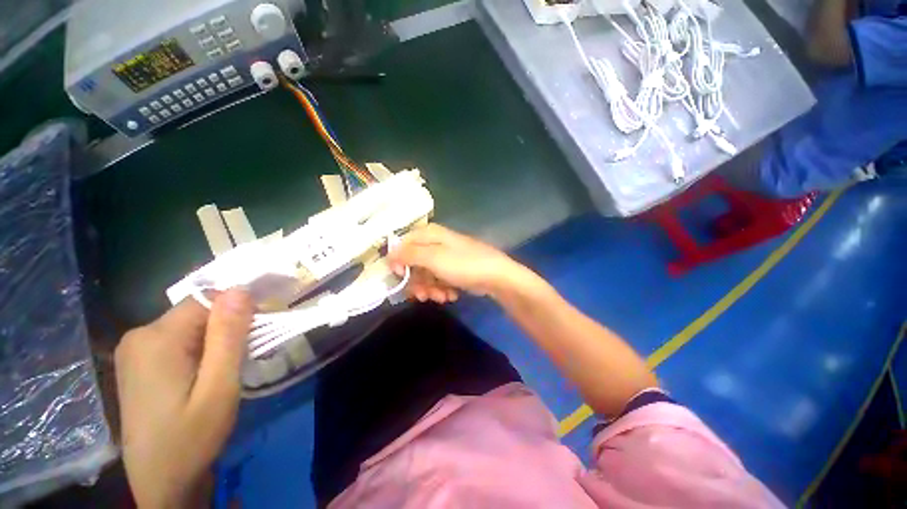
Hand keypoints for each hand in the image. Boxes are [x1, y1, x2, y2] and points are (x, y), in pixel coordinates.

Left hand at [115, 289, 252, 507]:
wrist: (161, 482)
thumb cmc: (192, 438)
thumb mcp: (219, 388)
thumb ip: (228, 336)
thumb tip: (240, 290)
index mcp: (156, 338)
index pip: (206, 300)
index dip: (236, 311)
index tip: (254, 335)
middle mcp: (139, 336)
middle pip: (196, 313)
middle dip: (225, 329)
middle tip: (239, 360)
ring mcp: (134, 351)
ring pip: (189, 327)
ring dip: (214, 341)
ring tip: (223, 371)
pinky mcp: (138, 363)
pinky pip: (177, 341)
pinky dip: (199, 350)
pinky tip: (203, 376)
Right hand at [388, 224, 533, 303]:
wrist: (496, 277)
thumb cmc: (464, 264)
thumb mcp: (433, 258)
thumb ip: (409, 255)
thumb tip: (389, 255)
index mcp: (429, 234)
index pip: (402, 245)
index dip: (398, 262)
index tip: (401, 277)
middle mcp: (435, 243)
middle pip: (413, 263)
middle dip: (417, 282)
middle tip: (423, 295)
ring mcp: (445, 257)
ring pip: (425, 275)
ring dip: (430, 289)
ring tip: (441, 296)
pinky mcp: (453, 270)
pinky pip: (438, 280)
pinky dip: (441, 290)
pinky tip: (450, 295)